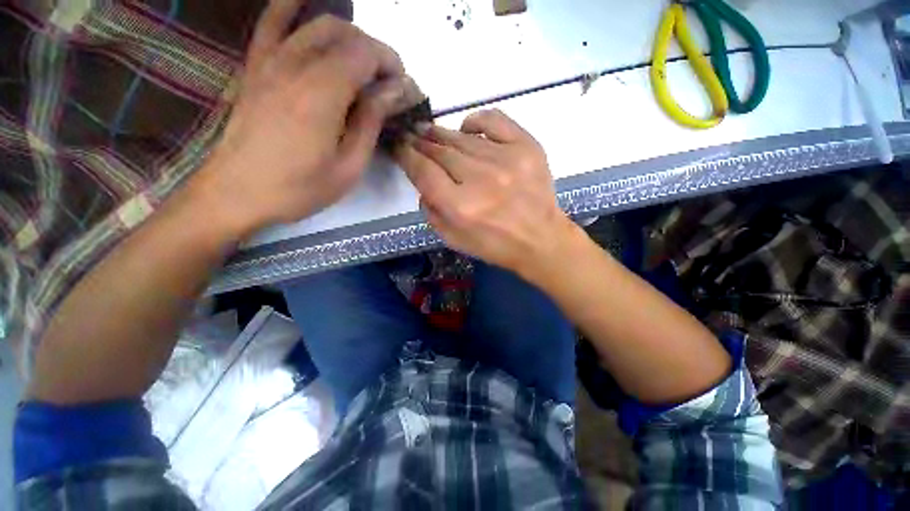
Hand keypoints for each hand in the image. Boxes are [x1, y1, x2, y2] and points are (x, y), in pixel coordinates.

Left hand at [193, 0, 416, 237]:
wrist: (237, 193)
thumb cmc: (299, 188)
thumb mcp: (348, 167)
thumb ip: (370, 124)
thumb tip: (393, 92)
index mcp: (323, 94)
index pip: (366, 53)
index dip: (391, 64)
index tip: (403, 89)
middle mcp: (296, 65)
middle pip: (345, 33)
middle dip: (374, 51)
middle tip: (386, 83)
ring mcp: (271, 60)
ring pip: (317, 24)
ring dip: (349, 36)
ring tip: (362, 64)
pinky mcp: (255, 66)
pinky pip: (273, 22)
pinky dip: (292, 7)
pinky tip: (306, 7)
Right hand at [396, 109, 577, 276]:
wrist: (540, 240)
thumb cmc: (494, 245)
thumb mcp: (453, 239)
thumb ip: (431, 211)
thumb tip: (423, 181)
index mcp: (460, 207)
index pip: (422, 170)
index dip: (405, 154)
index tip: (399, 145)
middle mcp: (480, 179)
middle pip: (439, 150)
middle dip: (420, 141)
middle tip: (412, 136)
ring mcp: (506, 159)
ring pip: (462, 136)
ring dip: (442, 133)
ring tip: (431, 132)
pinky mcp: (527, 147)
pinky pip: (494, 120)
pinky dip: (476, 120)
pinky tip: (467, 128)